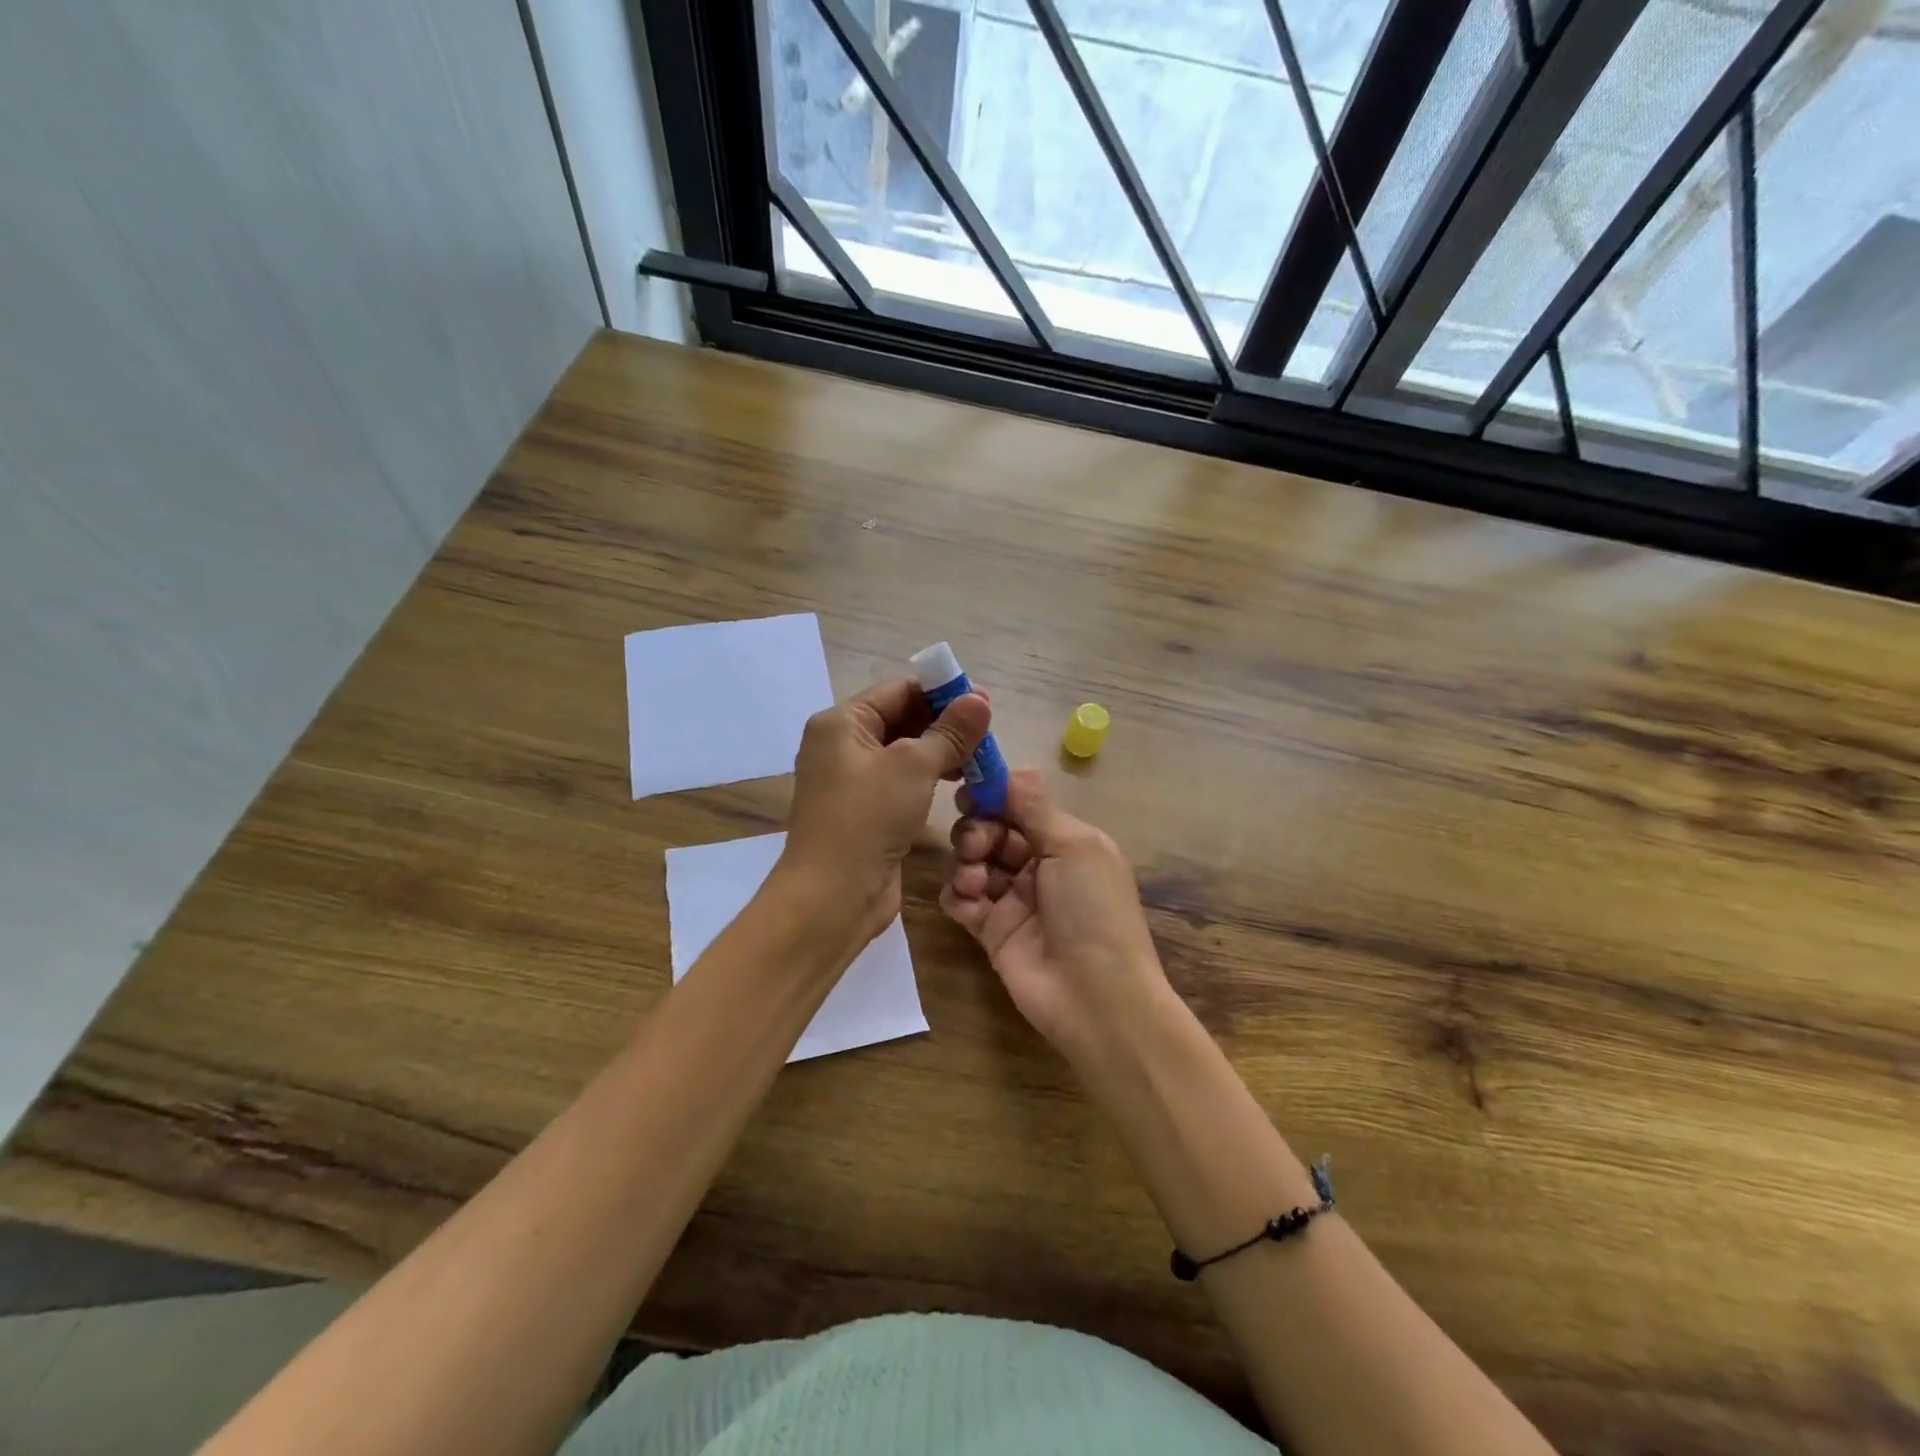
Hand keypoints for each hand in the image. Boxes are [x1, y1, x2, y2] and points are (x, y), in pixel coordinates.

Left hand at [780, 679, 990, 941]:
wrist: (832, 896)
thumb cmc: (867, 818)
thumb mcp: (913, 767)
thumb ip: (949, 732)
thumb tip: (980, 700)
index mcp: (841, 723)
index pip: (897, 691)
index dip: (941, 693)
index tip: (983, 702)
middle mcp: (842, 745)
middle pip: (901, 719)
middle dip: (944, 724)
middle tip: (988, 732)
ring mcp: (852, 781)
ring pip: (905, 753)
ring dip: (941, 752)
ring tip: (981, 759)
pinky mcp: (866, 811)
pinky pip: (902, 782)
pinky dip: (929, 778)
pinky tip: (960, 784)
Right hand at [940, 769, 1170, 1065]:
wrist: (1096, 997)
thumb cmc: (1093, 910)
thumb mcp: (1075, 847)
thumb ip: (1036, 808)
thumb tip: (1014, 769)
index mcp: (1065, 841)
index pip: (1020, 805)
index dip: (994, 796)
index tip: (970, 790)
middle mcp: (1038, 865)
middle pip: (991, 830)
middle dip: (977, 829)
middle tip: (977, 845)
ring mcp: (1012, 899)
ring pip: (972, 861)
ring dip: (966, 862)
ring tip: (976, 880)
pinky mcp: (990, 930)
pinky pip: (961, 900)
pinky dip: (958, 895)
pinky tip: (969, 902)